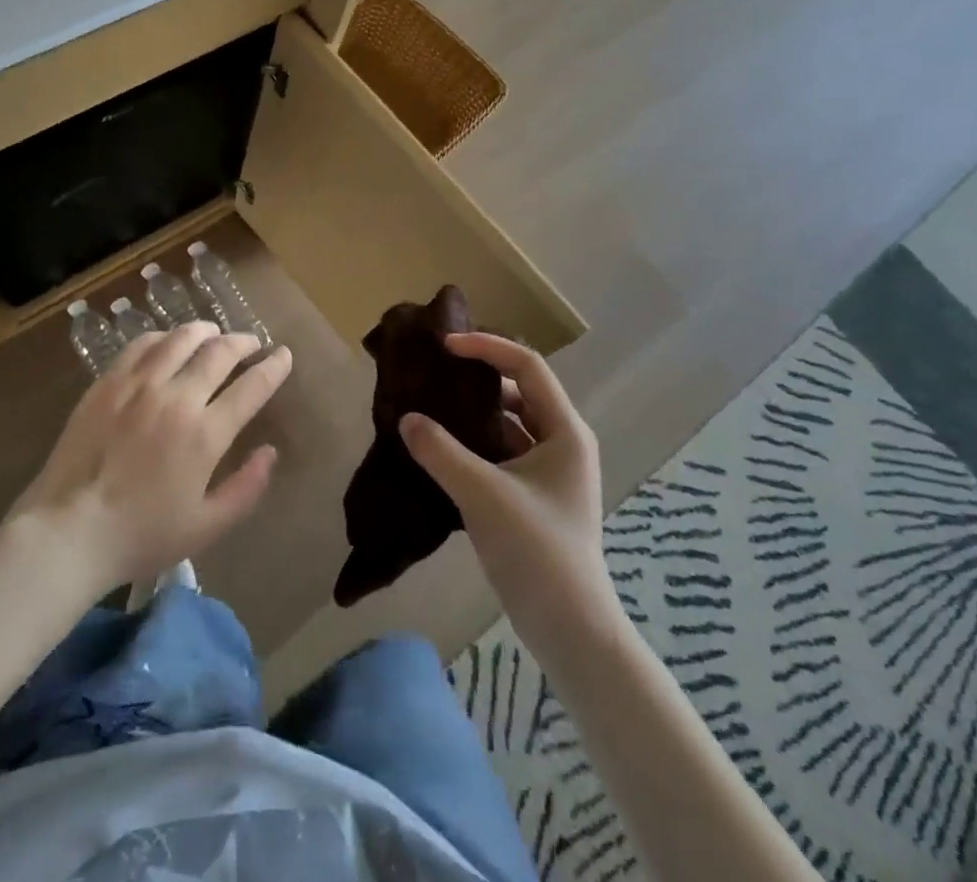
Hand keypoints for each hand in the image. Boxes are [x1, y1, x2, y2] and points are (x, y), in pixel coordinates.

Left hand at [10, 321, 290, 593]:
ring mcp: (138, 385)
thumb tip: (270, 452)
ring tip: (213, 333)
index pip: (251, 387)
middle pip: (219, 352)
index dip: (273, 367)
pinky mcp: (108, 382)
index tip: (284, 355)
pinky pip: (141, 345)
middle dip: (243, 341)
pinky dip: (163, 337)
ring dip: (205, 331)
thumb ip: (246, 488)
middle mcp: (176, 398)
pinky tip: (168, 342)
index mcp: (205, 434)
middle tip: (252, 342)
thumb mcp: (206, 527)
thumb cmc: (142, 535)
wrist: (69, 531)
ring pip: (180, 339)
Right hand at [399, 333, 621, 646]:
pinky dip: (471, 444)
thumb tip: (406, 418)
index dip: (487, 347)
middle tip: (433, 371)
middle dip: (477, 377)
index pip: (527, 367)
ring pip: (506, 424)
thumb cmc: (537, 551)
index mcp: (565, 431)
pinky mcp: (532, 496)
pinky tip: (438, 448)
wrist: (570, 631)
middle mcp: (561, 442)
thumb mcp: (483, 494)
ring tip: (428, 406)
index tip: (445, 346)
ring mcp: (547, 471)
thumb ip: (441, 451)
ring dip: (471, 414)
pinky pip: (499, 452)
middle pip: (517, 391)